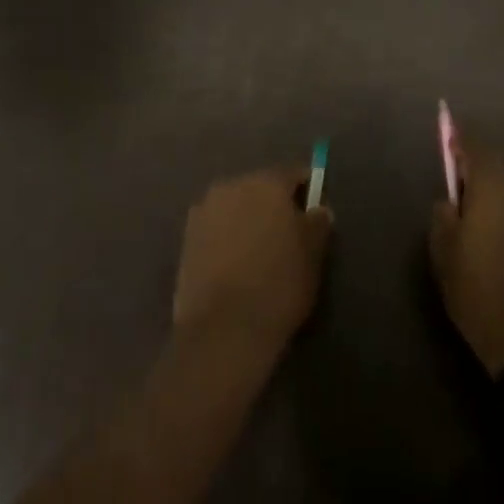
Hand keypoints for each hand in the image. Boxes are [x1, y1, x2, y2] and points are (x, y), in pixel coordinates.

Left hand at [172, 166, 332, 361]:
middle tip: (289, 235)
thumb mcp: (313, 254)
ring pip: (235, 207)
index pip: (293, 174)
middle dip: (274, 205)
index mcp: (265, 182)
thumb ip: (317, 223)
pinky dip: (228, 237)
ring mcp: (203, 210)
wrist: (223, 328)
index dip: (308, 190)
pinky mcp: (186, 238)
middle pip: (260, 187)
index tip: (315, 212)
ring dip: (248, 220)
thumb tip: (317, 209)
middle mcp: (230, 186)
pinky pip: (216, 228)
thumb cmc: (278, 284)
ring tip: (260, 253)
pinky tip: (237, 265)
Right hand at [429, 140, 503, 376]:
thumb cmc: (483, 297)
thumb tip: (450, 201)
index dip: (462, 144)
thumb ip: (443, 219)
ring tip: (497, 221)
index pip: (478, 149)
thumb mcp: (445, 259)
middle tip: (471, 193)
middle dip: (488, 171)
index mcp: (495, 188)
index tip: (451, 143)